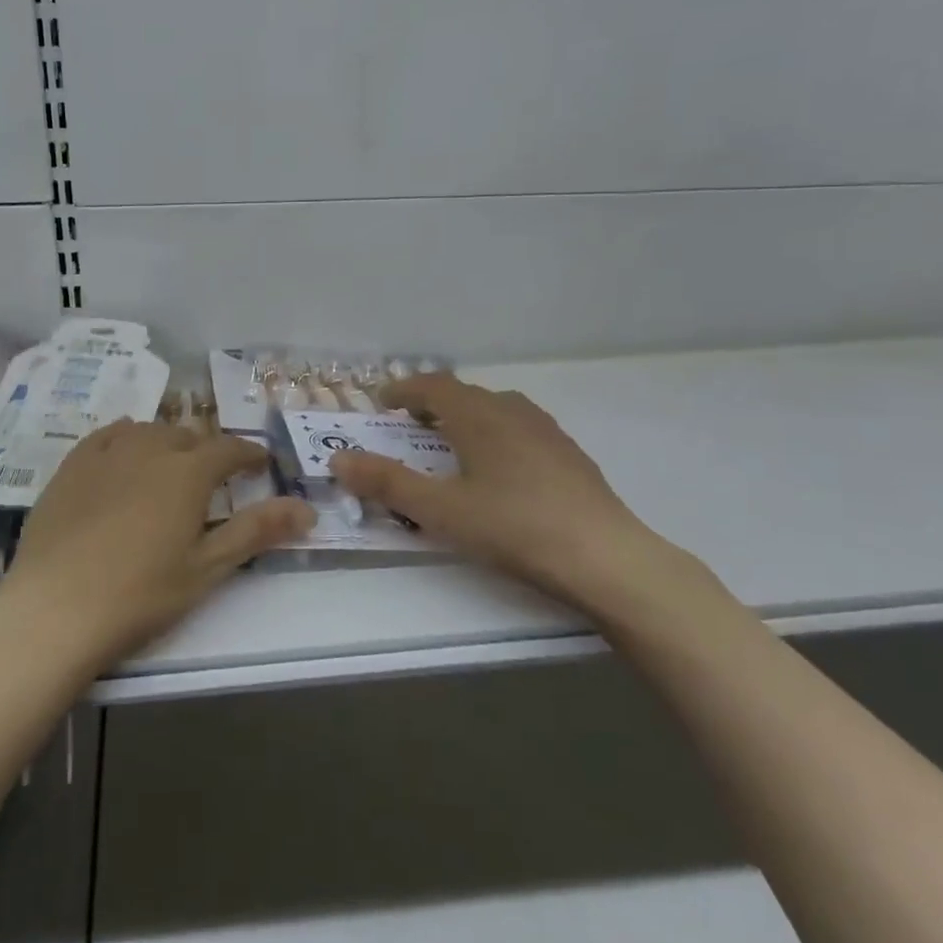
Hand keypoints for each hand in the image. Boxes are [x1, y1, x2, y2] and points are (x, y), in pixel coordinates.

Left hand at [2, 420, 313, 668]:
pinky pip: (106, 436)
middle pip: (187, 436)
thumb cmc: (141, 594)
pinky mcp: (71, 466)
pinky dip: (125, 437)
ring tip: (170, 465)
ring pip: (147, 431)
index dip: (249, 453)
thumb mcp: (207, 568)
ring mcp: (105, 454)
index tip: (261, 461)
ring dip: (167, 442)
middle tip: (213, 477)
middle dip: (206, 450)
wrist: (55, 608)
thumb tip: (306, 508)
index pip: (229, 449)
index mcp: (187, 472)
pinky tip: (124, 450)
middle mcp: (149, 449)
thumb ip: (256, 531)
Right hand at [331, 374, 679, 614]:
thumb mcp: (439, 510)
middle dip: (432, 405)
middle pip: (464, 394)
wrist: (604, 556)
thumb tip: (338, 459)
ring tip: (452, 446)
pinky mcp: (569, 455)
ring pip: (496, 410)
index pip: (433, 385)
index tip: (382, 402)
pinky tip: (500, 471)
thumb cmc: (513, 526)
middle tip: (410, 427)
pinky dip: (495, 435)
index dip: (403, 389)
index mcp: (478, 416)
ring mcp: (546, 431)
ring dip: (466, 418)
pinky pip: (520, 429)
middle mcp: (512, 411)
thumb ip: (386, 483)